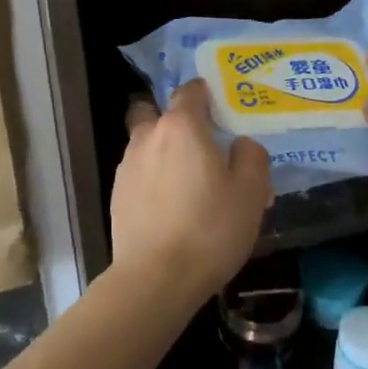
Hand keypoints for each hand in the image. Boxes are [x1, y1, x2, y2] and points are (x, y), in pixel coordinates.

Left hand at [113, 80, 272, 302]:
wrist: (156, 278)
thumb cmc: (209, 229)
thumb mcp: (250, 193)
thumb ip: (251, 157)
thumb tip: (241, 144)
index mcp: (181, 126)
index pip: (190, 91)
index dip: (206, 94)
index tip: (221, 109)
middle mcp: (148, 136)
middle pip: (156, 112)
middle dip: (173, 120)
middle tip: (199, 143)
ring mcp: (127, 165)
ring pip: (145, 143)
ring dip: (162, 152)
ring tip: (187, 182)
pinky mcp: (116, 194)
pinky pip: (138, 173)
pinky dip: (152, 179)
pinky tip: (169, 206)